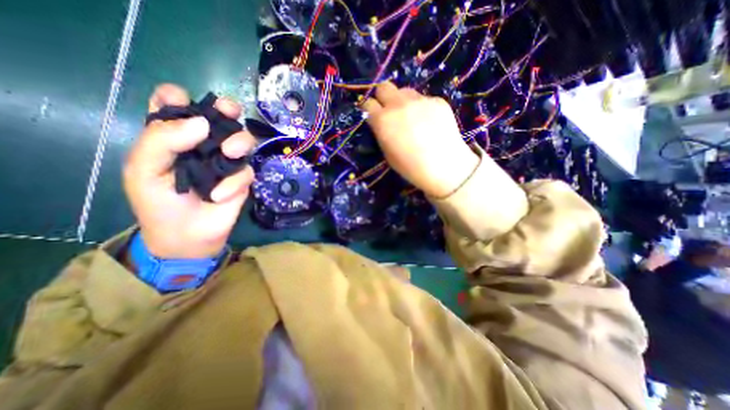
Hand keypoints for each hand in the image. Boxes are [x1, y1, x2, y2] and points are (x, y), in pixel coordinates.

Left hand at [121, 85, 254, 258]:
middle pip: (221, 117)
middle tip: (229, 110)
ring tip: (229, 153)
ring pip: (244, 140)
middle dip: (227, 109)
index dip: (178, 97)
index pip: (175, 106)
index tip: (181, 101)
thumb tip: (202, 123)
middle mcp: (204, 145)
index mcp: (174, 137)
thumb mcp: (144, 169)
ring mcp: (227, 162)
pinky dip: (234, 182)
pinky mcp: (242, 179)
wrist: (186, 236)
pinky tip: (219, 195)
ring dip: (240, 142)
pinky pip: (246, 171)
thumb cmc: (159, 203)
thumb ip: (162, 140)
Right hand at [363, 80, 479, 198]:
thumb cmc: (410, 167)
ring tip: (410, 116)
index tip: (372, 115)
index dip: (369, 110)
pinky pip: (423, 99)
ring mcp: (420, 100)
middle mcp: (398, 104)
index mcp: (383, 120)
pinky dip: (421, 108)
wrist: (443, 166)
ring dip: (402, 101)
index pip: (368, 104)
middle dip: (382, 97)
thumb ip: (381, 132)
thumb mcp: (388, 153)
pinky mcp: (437, 100)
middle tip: (388, 110)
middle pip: (384, 87)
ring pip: (404, 91)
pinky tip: (429, 122)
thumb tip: (381, 122)